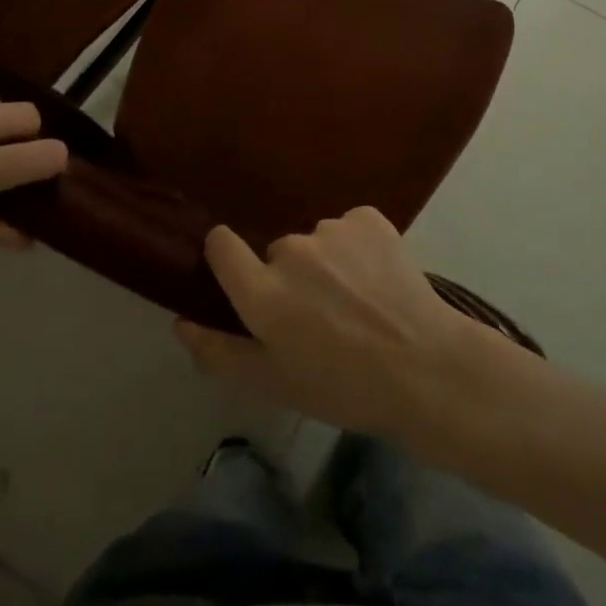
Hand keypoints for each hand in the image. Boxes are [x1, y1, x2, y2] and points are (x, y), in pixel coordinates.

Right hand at [174, 207, 485, 440]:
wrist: (425, 367)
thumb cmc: (343, 388)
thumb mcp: (273, 384)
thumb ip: (219, 351)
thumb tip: (180, 321)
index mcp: (262, 292)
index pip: (221, 245)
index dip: (225, 257)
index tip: (242, 277)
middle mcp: (290, 250)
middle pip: (276, 251)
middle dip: (289, 277)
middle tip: (320, 316)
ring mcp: (331, 229)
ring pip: (315, 241)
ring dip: (327, 262)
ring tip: (358, 302)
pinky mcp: (367, 217)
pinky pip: (349, 227)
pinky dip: (358, 246)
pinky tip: (378, 279)